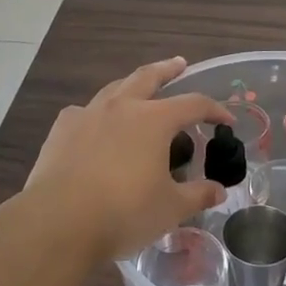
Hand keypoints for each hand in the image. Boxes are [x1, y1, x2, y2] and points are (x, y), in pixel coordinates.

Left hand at [23, 58, 231, 262]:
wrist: (59, 221)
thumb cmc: (124, 213)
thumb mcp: (170, 209)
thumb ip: (197, 195)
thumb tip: (219, 190)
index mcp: (154, 120)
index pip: (193, 104)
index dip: (214, 109)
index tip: (226, 119)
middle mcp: (122, 106)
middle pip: (149, 76)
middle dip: (168, 69)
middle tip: (180, 63)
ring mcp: (88, 114)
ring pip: (114, 88)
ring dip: (131, 85)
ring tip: (138, 88)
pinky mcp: (62, 129)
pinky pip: (83, 112)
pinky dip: (96, 114)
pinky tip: (95, 125)